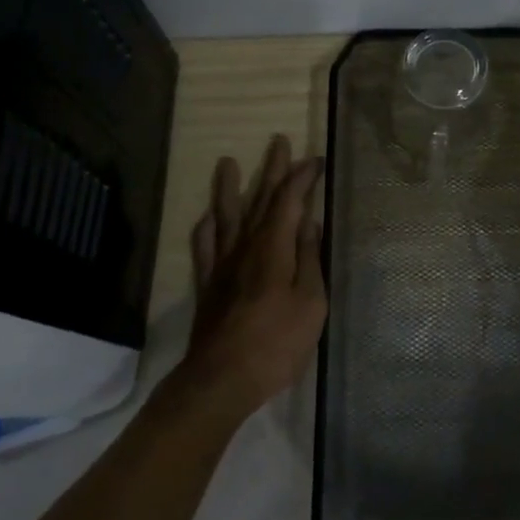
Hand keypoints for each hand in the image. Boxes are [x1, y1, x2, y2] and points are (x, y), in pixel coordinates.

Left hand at [173, 134, 328, 420]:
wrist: (221, 379)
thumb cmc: (276, 343)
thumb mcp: (311, 302)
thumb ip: (310, 259)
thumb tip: (310, 221)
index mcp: (275, 247)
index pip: (290, 200)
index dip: (302, 177)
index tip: (315, 159)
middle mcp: (247, 246)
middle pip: (260, 199)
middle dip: (272, 169)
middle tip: (277, 140)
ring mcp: (224, 264)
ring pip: (227, 215)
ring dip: (229, 187)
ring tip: (227, 162)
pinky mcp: (209, 285)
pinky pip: (205, 246)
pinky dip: (207, 227)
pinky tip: (207, 217)